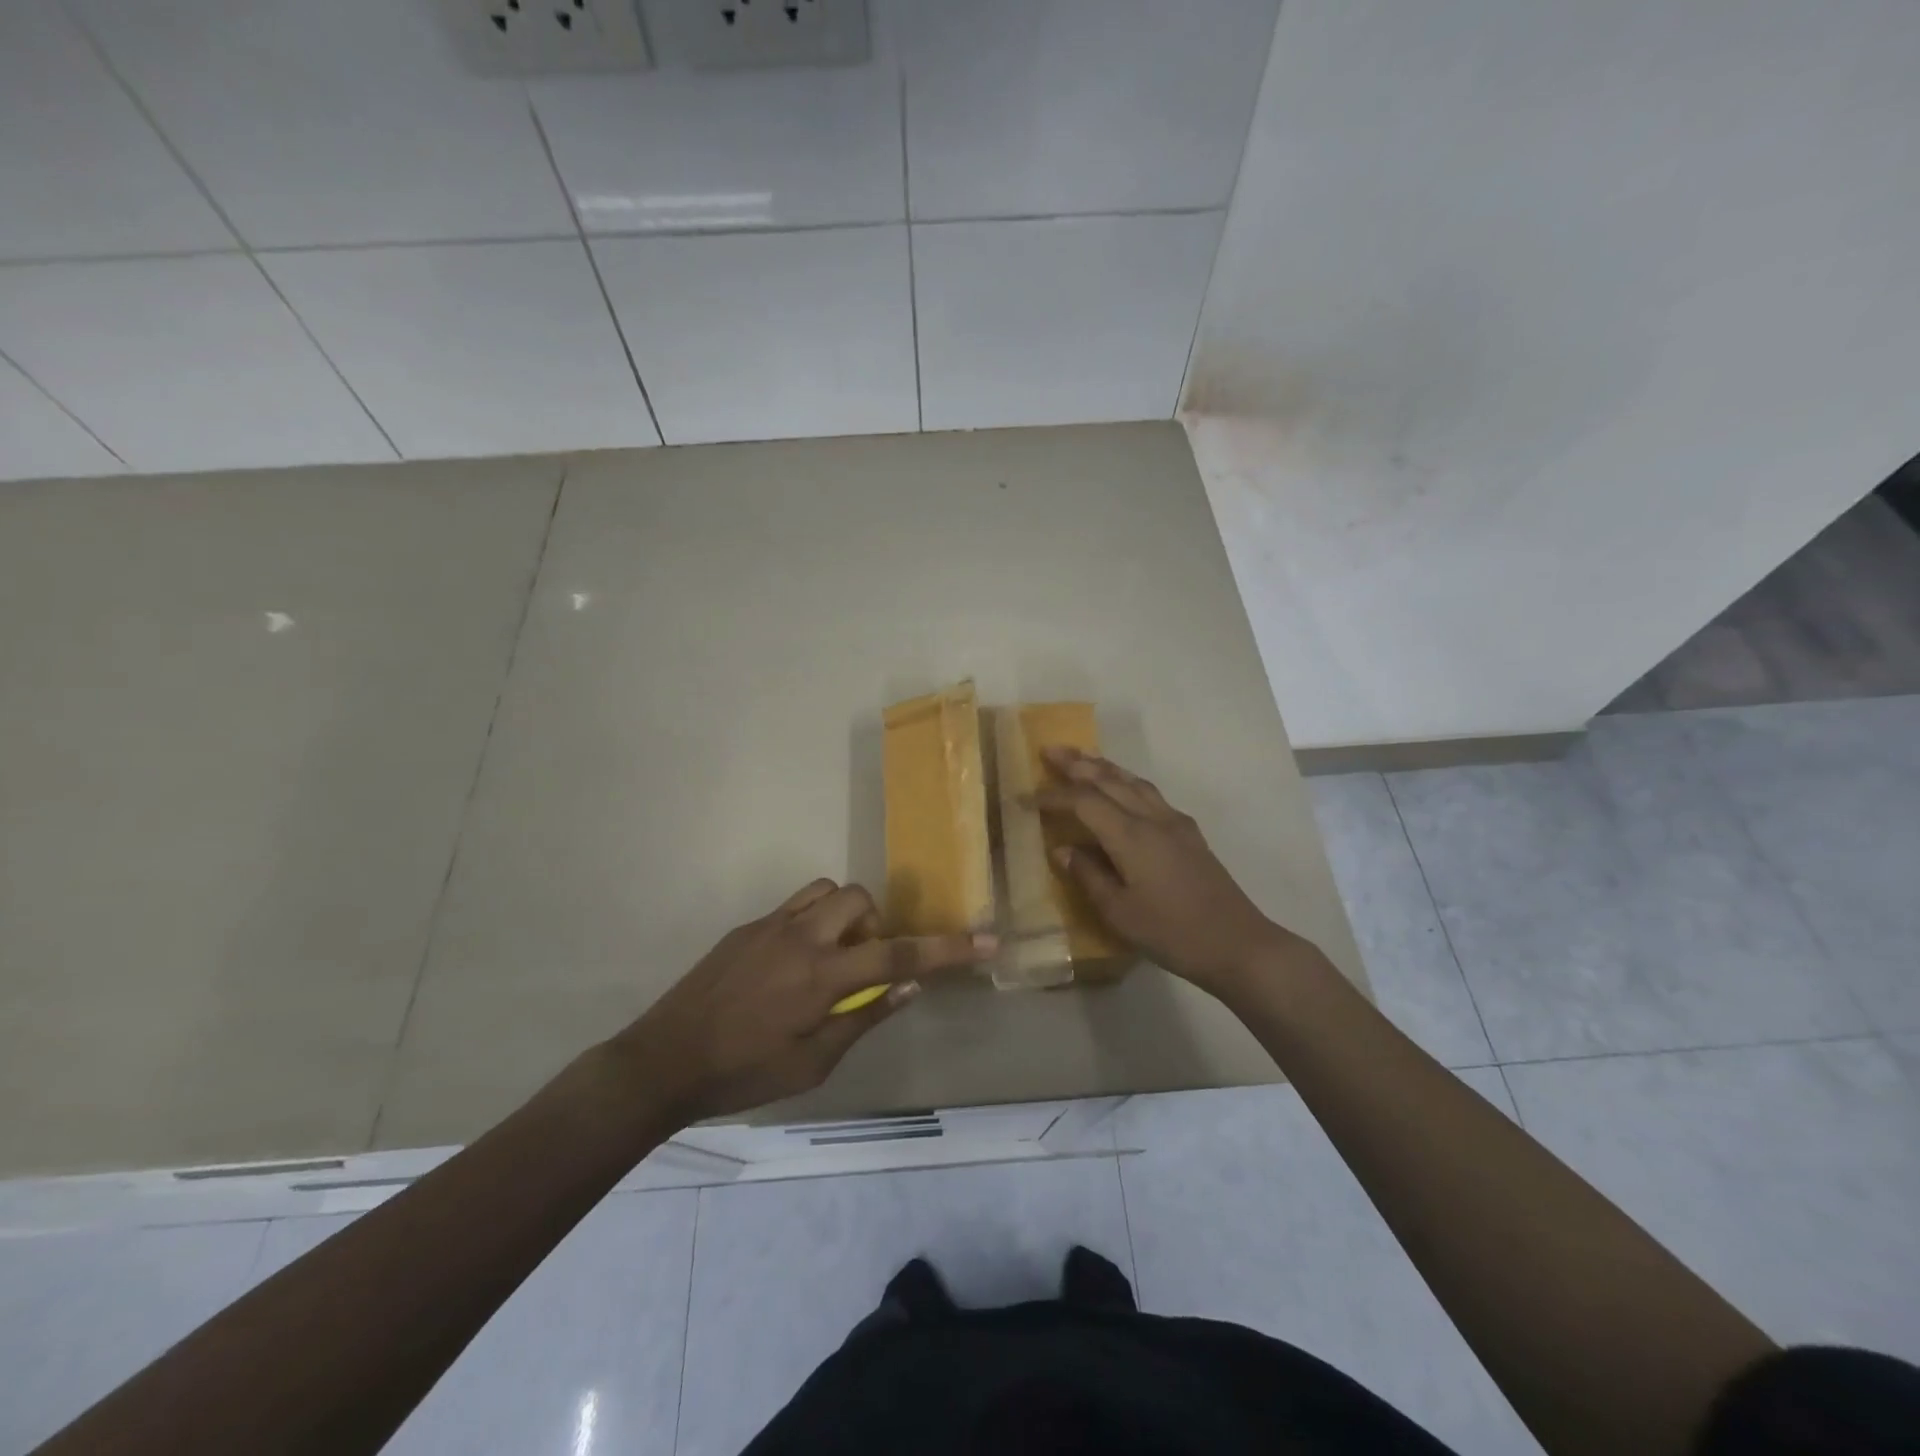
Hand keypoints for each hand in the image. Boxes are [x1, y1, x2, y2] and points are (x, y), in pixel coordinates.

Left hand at [612, 879, 993, 1122]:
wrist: (663, 1060)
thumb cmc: (742, 1074)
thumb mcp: (812, 1064)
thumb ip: (863, 1017)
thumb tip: (908, 986)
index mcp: (821, 977)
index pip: (899, 955)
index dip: (947, 948)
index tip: (987, 939)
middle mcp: (800, 938)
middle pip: (859, 899)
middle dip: (875, 924)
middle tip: (861, 965)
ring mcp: (770, 926)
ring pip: (826, 891)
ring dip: (843, 916)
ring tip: (831, 958)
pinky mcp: (747, 927)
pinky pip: (796, 905)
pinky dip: (812, 921)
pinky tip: (792, 964)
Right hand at [1033, 747, 1297, 996]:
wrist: (1238, 943)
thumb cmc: (1172, 933)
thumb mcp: (1120, 912)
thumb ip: (1088, 876)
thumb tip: (1062, 849)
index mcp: (1130, 835)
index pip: (1084, 802)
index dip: (1054, 797)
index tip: (1027, 798)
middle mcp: (1152, 818)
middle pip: (1110, 780)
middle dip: (1077, 763)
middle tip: (1050, 750)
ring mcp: (1175, 823)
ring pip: (1134, 781)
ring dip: (1105, 766)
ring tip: (1083, 757)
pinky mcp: (1189, 833)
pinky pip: (1151, 793)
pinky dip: (1128, 781)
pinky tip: (1125, 788)